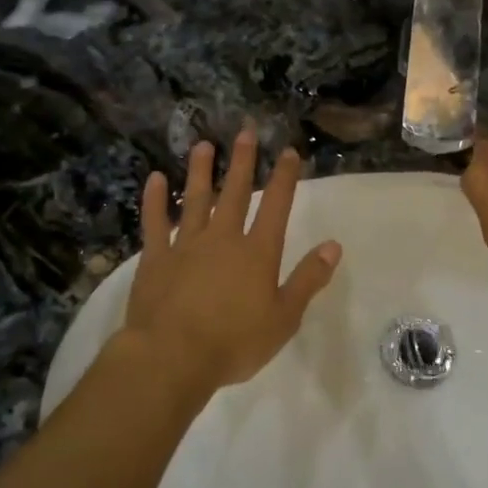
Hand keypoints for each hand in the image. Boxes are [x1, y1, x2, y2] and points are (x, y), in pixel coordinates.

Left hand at [123, 127, 341, 393]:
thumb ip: (308, 279)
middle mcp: (223, 238)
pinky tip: (154, 179)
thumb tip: (334, 246)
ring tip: (202, 145)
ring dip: (200, 171)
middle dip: (242, 161)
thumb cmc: (234, 342)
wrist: (171, 357)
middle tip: (245, 131)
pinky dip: (154, 200)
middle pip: (234, 192)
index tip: (287, 151)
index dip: (284, 177)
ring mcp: (186, 245)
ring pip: (195, 199)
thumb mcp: (284, 318)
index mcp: (257, 252)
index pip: (276, 205)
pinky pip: (155, 222)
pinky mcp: (155, 258)